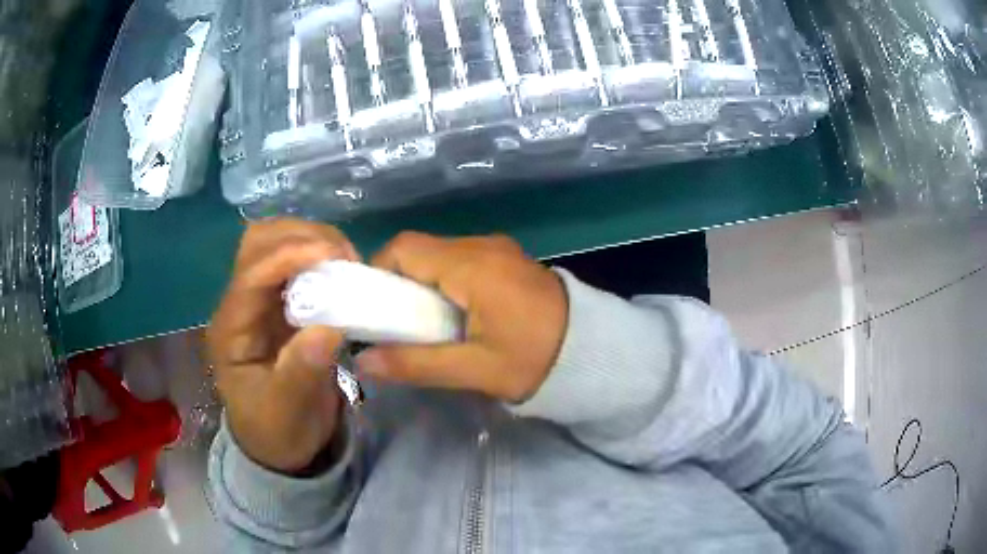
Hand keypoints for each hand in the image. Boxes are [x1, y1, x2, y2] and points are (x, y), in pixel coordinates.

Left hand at [207, 219, 358, 473]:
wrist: (277, 442)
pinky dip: (319, 252)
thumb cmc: (276, 430)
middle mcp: (241, 304)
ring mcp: (259, 299)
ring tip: (346, 261)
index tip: (334, 257)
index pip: (250, 276)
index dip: (288, 256)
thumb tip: (329, 329)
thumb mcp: (286, 413)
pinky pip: (296, 259)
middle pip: (257, 242)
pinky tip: (342, 270)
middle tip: (344, 258)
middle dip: (300, 236)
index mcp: (231, 330)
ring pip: (275, 241)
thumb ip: (300, 373)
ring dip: (311, 238)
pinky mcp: (280, 300)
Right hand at [358, 232, 567, 402]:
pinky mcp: (507, 258)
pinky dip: (445, 281)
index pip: (403, 248)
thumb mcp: (474, 370)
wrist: (594, 350)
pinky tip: (454, 314)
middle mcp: (482, 245)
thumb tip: (362, 361)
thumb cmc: (535, 360)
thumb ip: (415, 364)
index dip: (379, 273)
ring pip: (439, 254)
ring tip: (426, 324)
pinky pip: (461, 260)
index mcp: (471, 265)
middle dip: (398, 282)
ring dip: (423, 283)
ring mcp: (498, 248)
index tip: (374, 309)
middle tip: (398, 325)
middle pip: (419, 249)